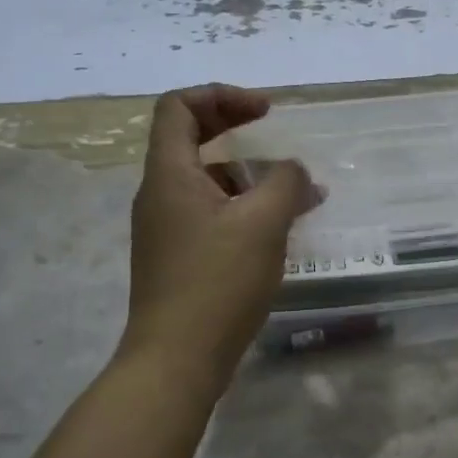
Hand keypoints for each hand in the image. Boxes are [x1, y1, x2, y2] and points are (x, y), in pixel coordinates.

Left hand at [119, 84, 318, 383]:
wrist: (176, 361)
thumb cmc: (217, 283)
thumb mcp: (263, 223)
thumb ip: (285, 182)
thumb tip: (293, 170)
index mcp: (170, 174)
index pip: (179, 107)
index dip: (221, 96)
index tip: (264, 111)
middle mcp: (160, 193)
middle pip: (190, 137)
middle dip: (235, 126)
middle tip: (273, 129)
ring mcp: (166, 227)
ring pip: (206, 179)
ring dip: (248, 174)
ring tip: (296, 192)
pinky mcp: (178, 256)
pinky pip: (211, 213)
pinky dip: (243, 207)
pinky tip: (280, 229)